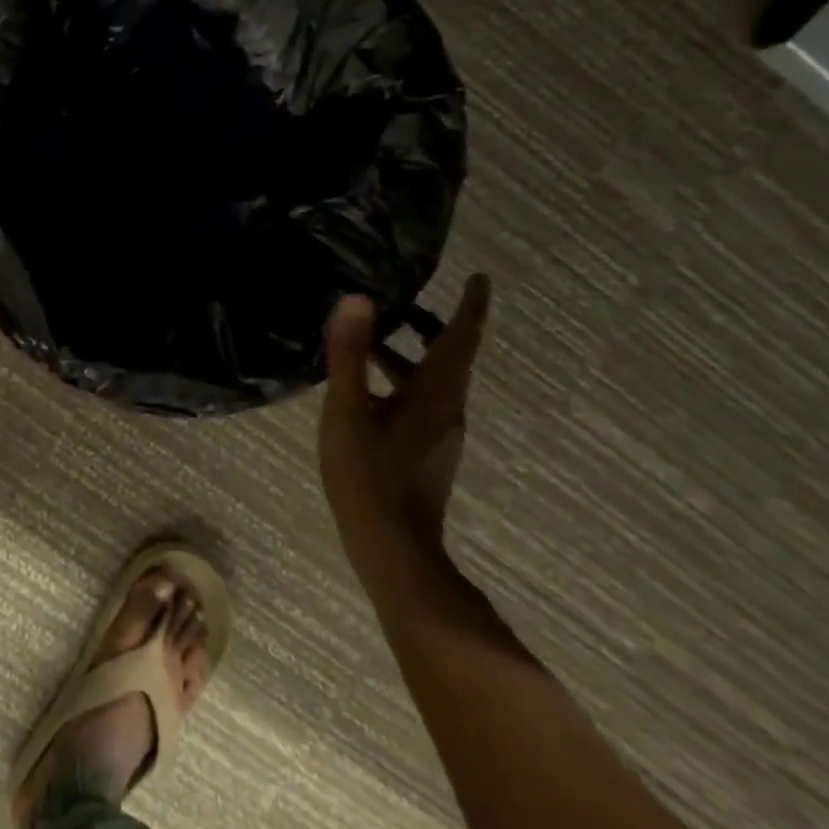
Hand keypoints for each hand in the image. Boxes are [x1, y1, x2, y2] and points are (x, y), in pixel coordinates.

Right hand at [318, 275, 491, 576]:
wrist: (392, 550)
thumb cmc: (369, 476)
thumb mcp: (348, 411)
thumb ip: (349, 355)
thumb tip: (357, 299)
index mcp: (436, 394)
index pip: (462, 338)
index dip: (472, 306)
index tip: (480, 278)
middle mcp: (447, 409)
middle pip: (449, 357)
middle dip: (430, 326)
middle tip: (400, 303)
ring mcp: (438, 434)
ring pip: (431, 382)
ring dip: (407, 355)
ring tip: (368, 342)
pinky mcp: (425, 453)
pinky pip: (418, 402)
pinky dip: (399, 382)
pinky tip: (363, 392)